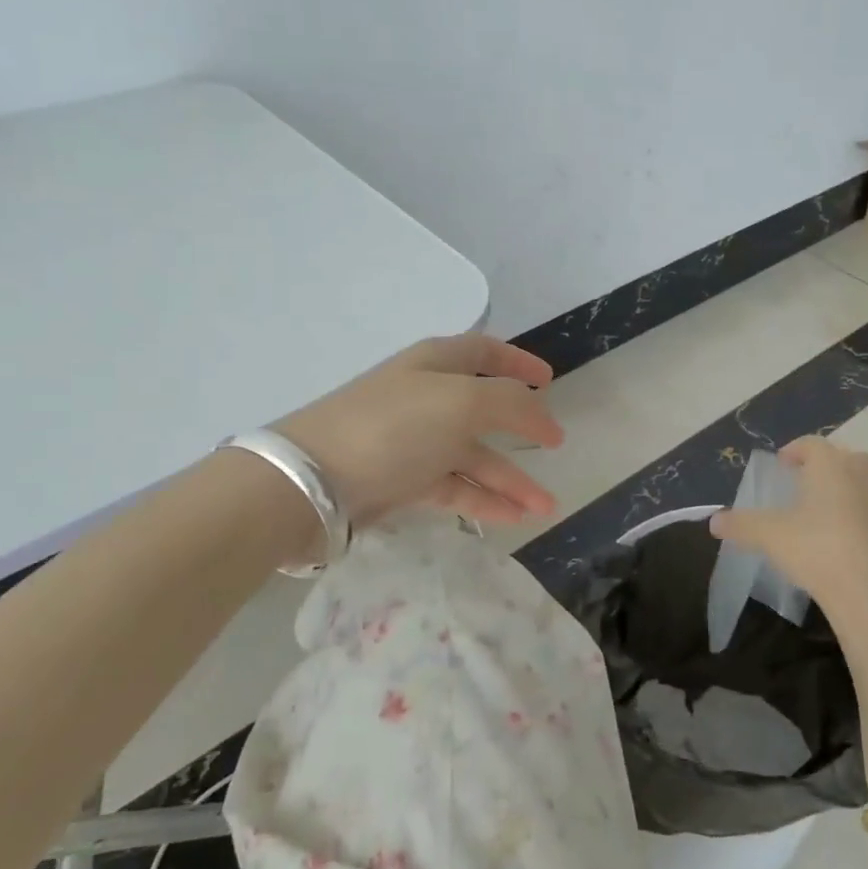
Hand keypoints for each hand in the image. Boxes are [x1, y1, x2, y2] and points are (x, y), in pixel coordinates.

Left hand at [272, 334, 563, 525]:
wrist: (311, 482)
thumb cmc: (394, 427)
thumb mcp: (462, 402)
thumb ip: (511, 405)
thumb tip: (544, 417)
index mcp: (436, 363)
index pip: (484, 351)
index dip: (518, 362)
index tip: (550, 380)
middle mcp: (426, 397)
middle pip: (484, 408)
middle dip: (522, 429)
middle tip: (556, 446)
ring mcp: (412, 441)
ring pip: (473, 455)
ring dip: (511, 479)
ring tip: (546, 507)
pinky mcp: (401, 480)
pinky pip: (454, 486)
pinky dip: (484, 499)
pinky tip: (514, 517)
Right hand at [710, 437, 867, 654]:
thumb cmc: (818, 550)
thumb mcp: (770, 537)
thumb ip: (741, 525)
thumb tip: (715, 521)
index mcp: (830, 465)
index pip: (811, 444)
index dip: (794, 450)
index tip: (782, 464)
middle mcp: (862, 473)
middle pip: (843, 458)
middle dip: (824, 467)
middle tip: (804, 484)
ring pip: (864, 482)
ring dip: (845, 489)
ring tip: (824, 512)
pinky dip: (861, 515)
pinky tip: (846, 540)